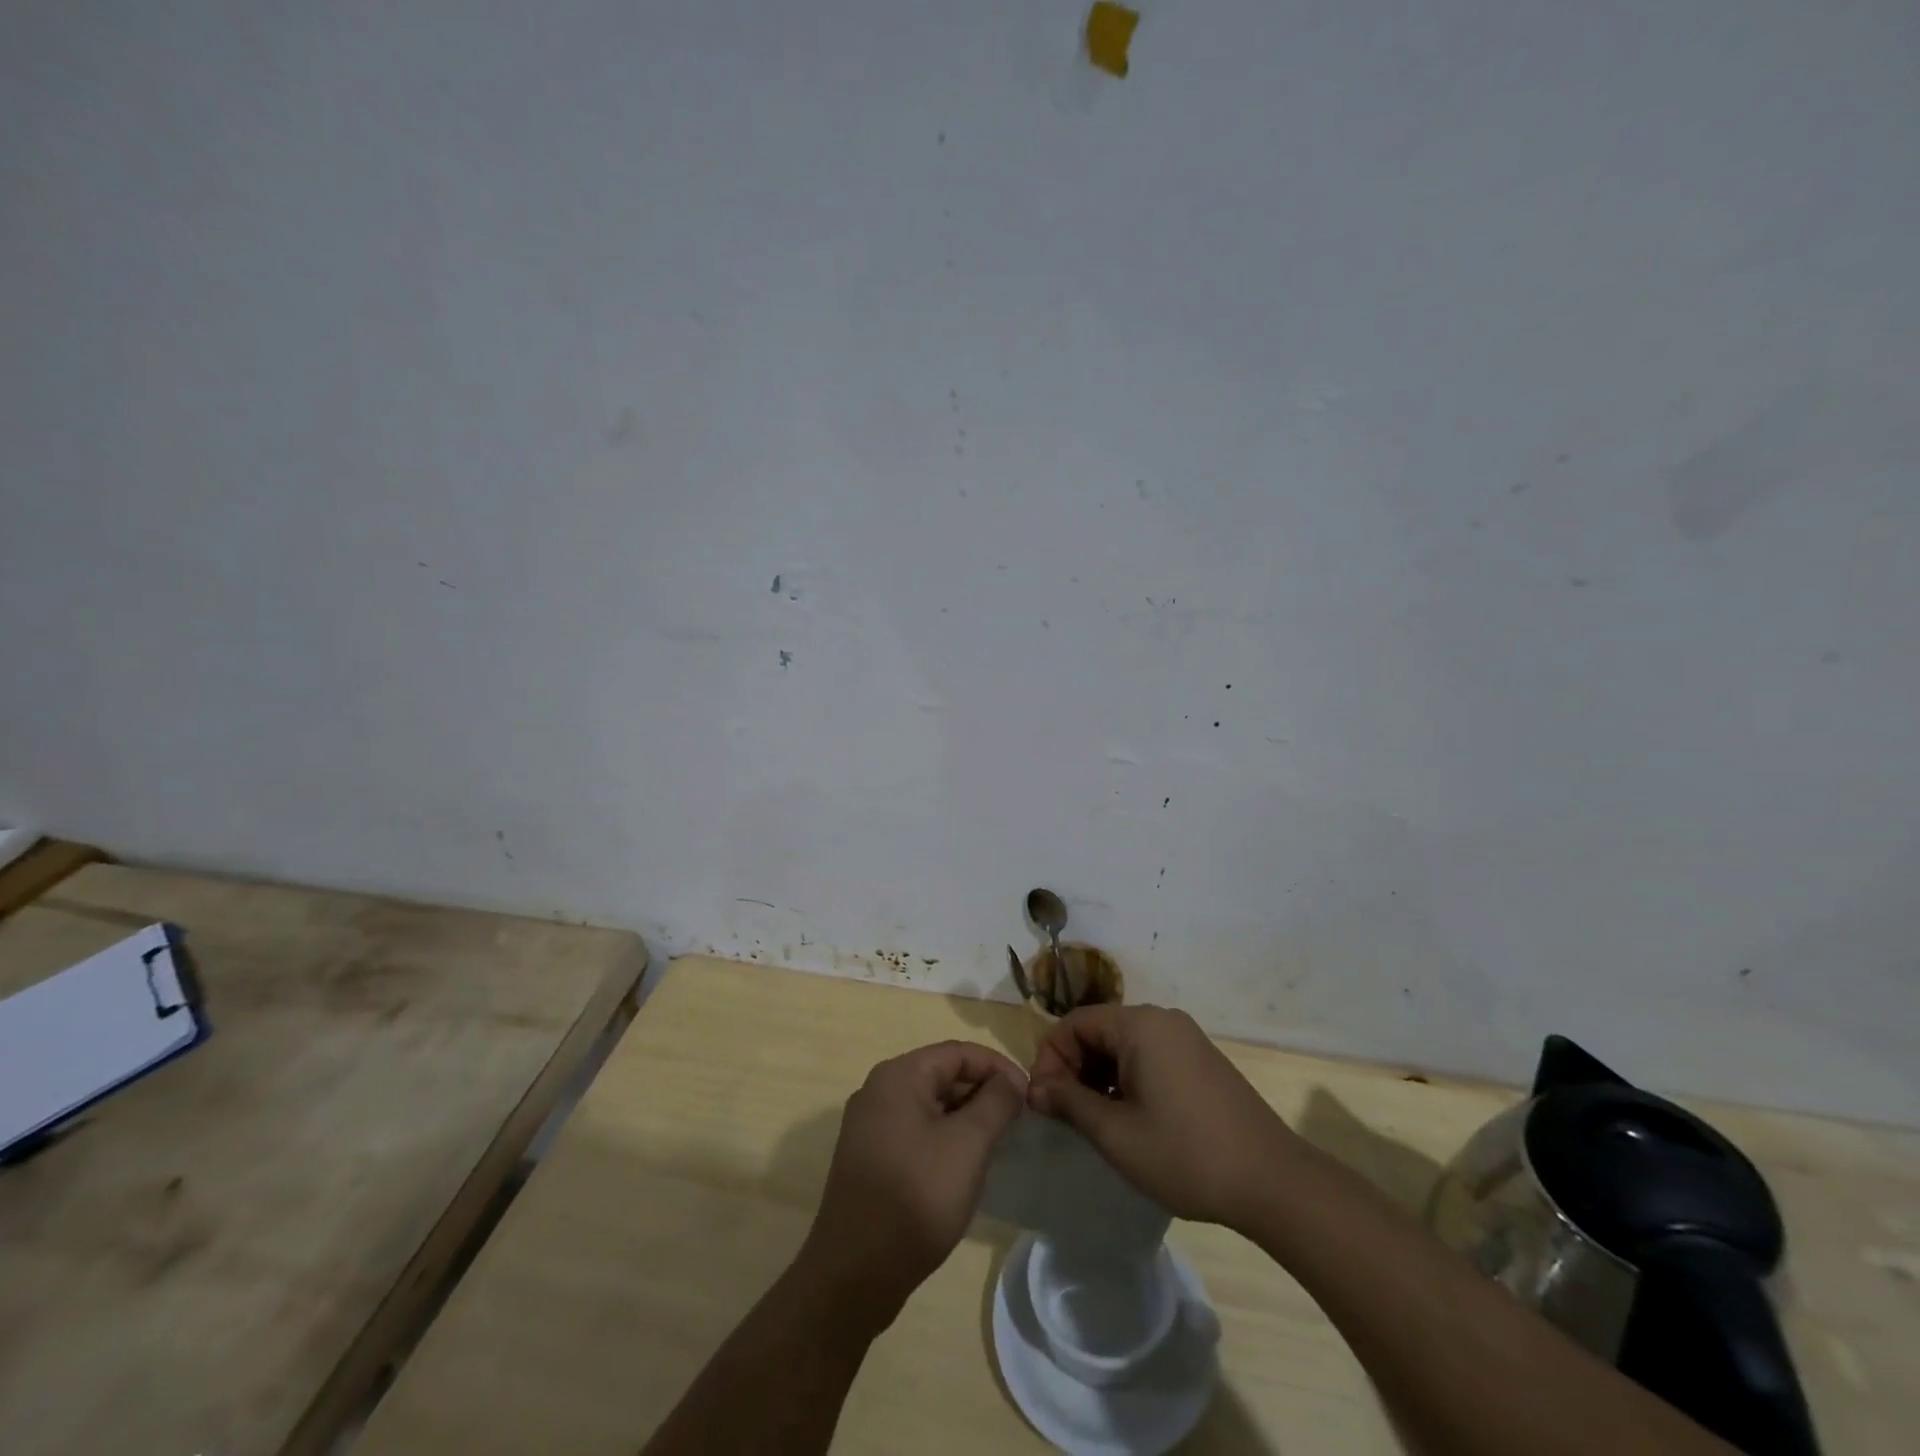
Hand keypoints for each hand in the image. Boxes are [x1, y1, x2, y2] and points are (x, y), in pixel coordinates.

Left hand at [800, 1041, 1026, 1326]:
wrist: (855, 1274)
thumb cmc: (917, 1197)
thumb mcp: (968, 1145)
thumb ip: (996, 1102)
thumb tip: (1012, 1078)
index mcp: (898, 1075)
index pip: (958, 1052)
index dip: (998, 1067)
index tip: (1029, 1094)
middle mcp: (878, 1089)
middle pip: (941, 1074)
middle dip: (982, 1091)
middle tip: (1017, 1120)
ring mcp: (869, 1125)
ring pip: (928, 1104)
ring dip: (964, 1116)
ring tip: (998, 1142)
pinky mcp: (868, 1156)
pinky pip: (914, 1129)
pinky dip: (943, 1136)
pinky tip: (964, 1164)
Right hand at [1027, 1004, 1294, 1230]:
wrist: (1273, 1182)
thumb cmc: (1186, 1154)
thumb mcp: (1116, 1133)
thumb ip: (1069, 1102)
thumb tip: (1035, 1088)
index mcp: (1139, 1025)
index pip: (1074, 1024)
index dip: (1050, 1059)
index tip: (1044, 1103)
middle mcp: (1162, 1019)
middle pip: (1098, 1030)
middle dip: (1073, 1068)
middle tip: (1065, 1115)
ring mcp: (1185, 1038)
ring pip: (1122, 1045)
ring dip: (1098, 1076)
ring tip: (1094, 1121)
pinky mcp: (1200, 1059)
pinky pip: (1148, 1056)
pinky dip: (1126, 1078)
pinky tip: (1129, 1117)